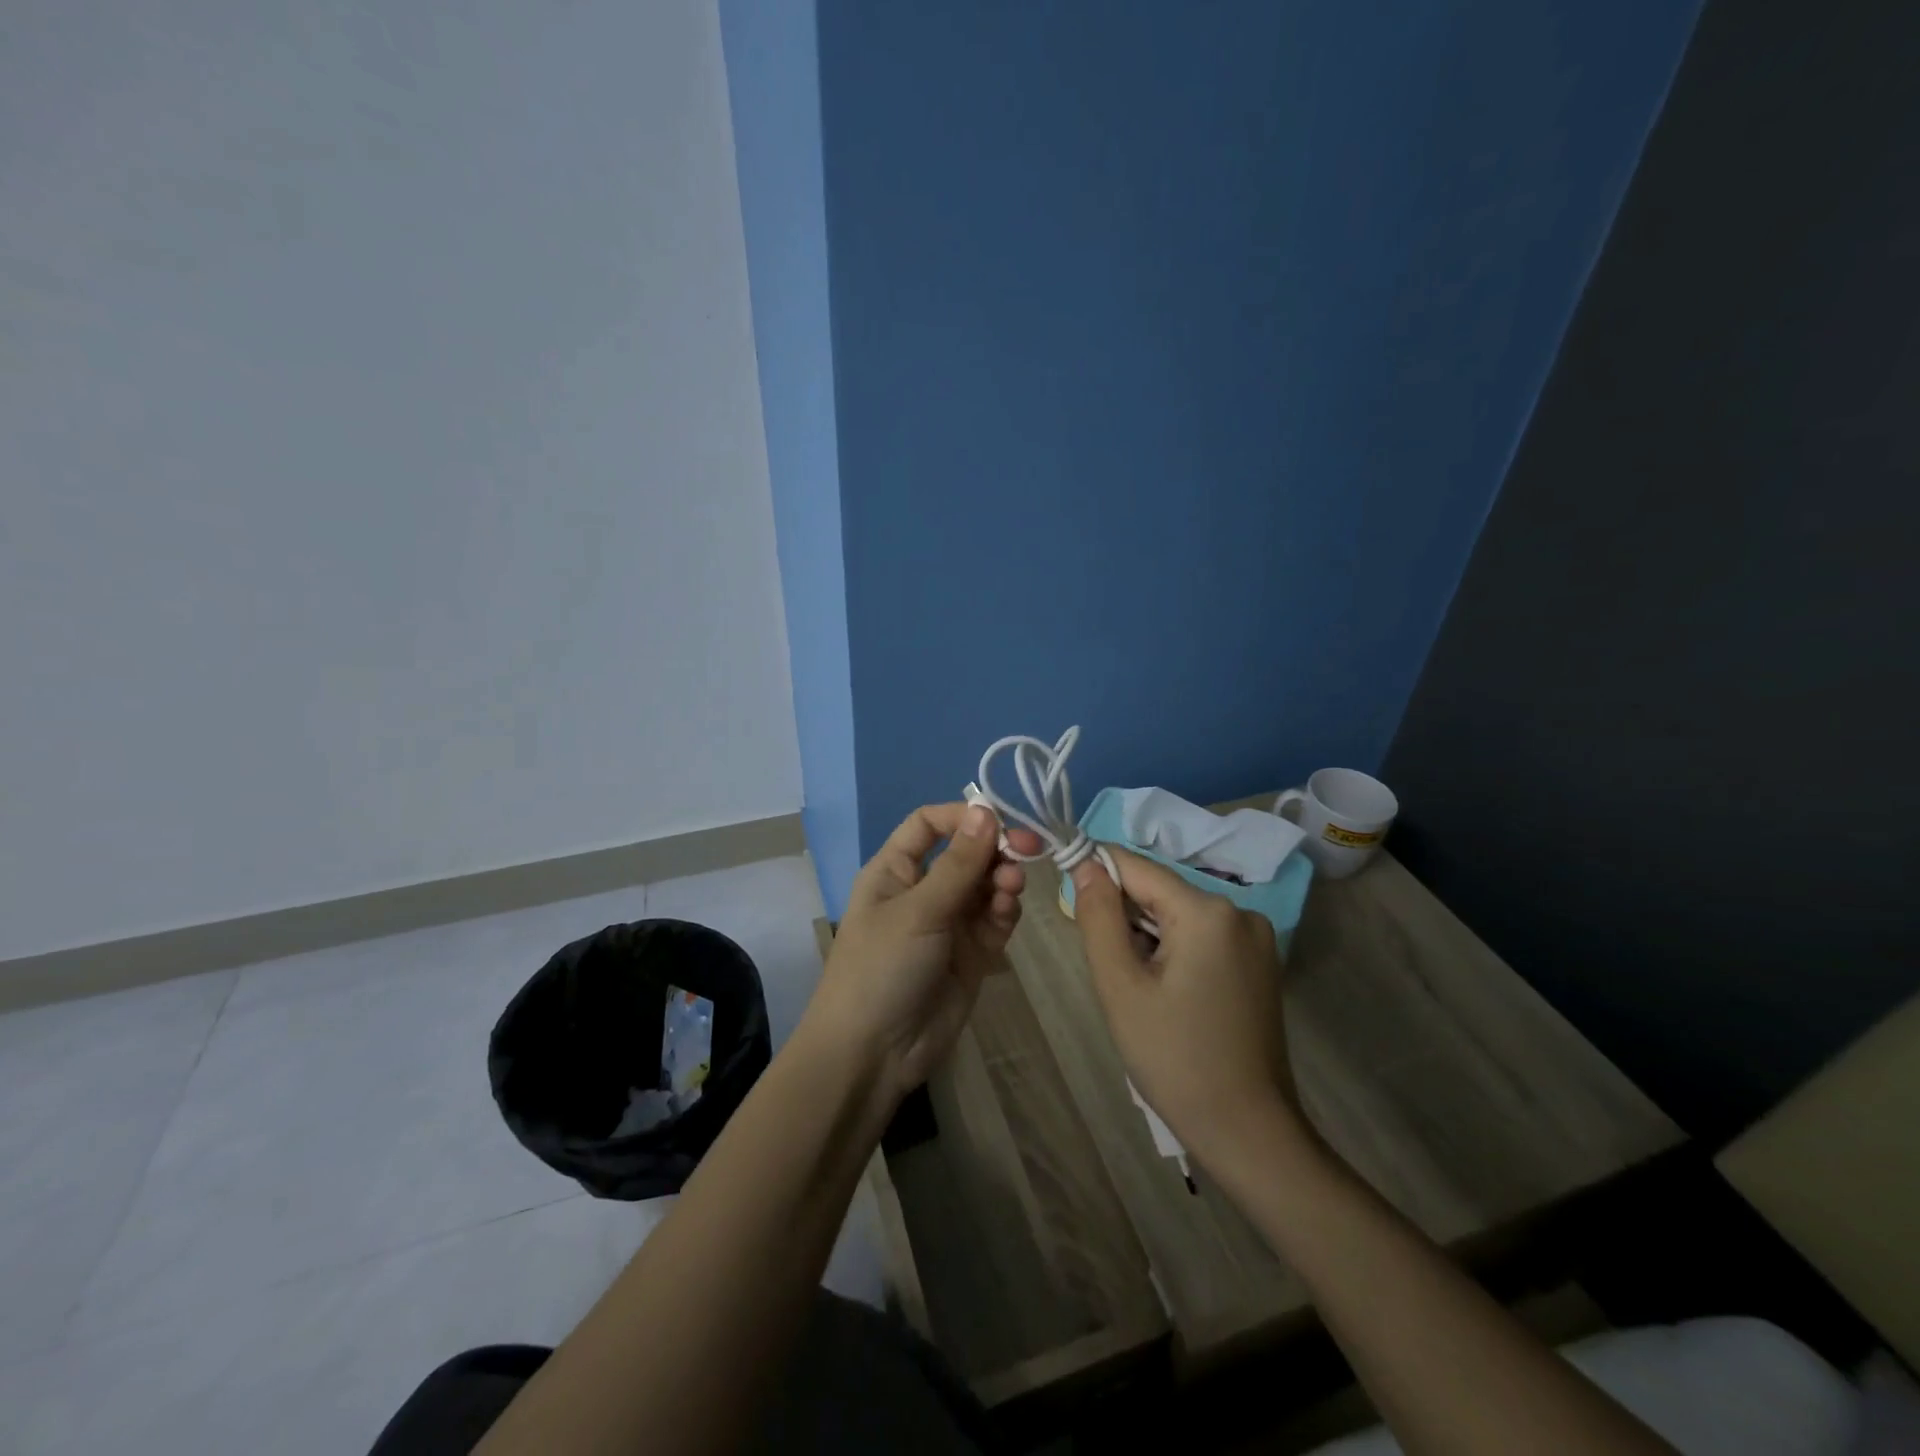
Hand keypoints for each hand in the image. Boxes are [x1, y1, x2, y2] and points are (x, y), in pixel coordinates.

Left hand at [803, 803, 1041, 1103]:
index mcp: (895, 870)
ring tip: (1011, 886)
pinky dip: (1005, 909)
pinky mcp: (972, 953)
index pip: (929, 824)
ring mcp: (950, 922)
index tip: (998, 820)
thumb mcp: (918, 911)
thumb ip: (958, 865)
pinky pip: (996, 918)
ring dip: (1002, 878)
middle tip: (1027, 849)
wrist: (874, 1054)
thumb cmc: (882, 968)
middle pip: (966, 852)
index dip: (962, 816)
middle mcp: (923, 890)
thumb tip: (986, 812)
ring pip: (986, 884)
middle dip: (994, 848)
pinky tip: (1008, 909)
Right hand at [1071, 848, 1307, 1169]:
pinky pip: (1202, 935)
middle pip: (1160, 891)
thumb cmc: (1174, 1059)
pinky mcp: (1260, 962)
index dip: (1095, 873)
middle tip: (1108, 967)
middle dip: (1123, 915)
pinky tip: (1166, 992)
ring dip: (1147, 936)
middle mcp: (1239, 911)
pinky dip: (1173, 949)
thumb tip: (1086, 866)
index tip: (1066, 898)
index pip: (1136, 868)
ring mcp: (1256, 937)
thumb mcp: (1120, 986)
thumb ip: (1098, 917)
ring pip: (1179, 914)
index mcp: (1206, 911)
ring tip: (1137, 988)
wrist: (1248, 1130)